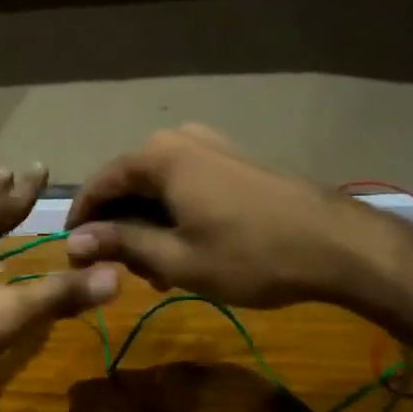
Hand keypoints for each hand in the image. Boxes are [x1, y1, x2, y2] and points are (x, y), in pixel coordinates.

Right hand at [64, 125, 401, 309]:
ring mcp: (212, 145)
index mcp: (158, 156)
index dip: (82, 221)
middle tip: (125, 272)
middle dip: (120, 227)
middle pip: (129, 183)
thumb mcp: (176, 259)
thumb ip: (120, 244)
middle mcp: (179, 139)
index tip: (74, 257)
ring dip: (150, 225)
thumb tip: (73, 242)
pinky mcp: (236, 159)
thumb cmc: (250, 255)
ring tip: (159, 272)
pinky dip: (177, 214)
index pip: (99, 184)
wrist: (339, 245)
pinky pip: (187, 183)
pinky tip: (188, 249)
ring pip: (160, 186)